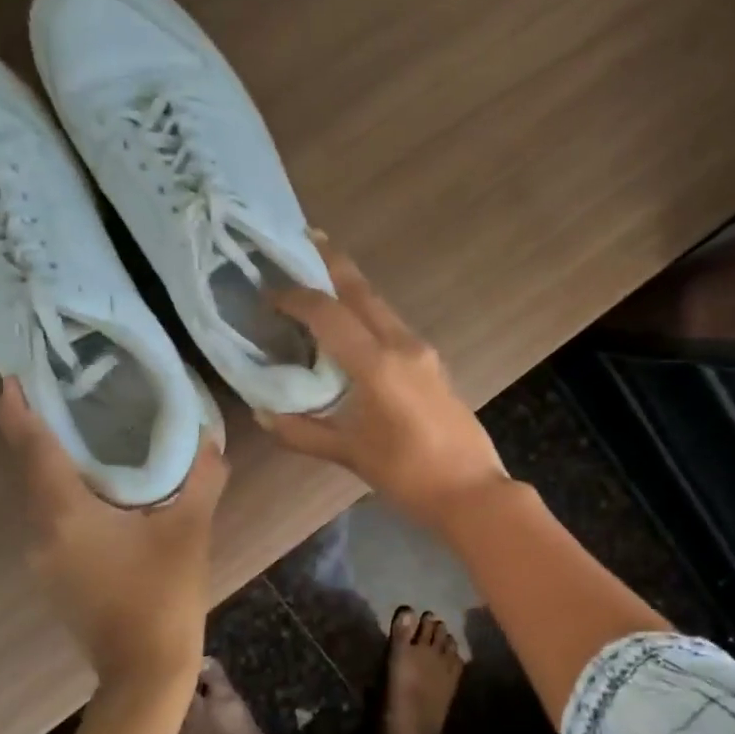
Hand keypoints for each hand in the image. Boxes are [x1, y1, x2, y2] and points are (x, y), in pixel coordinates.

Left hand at [0, 381, 226, 691]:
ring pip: (44, 500)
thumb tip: (212, 439)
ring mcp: (44, 561)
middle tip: (68, 398)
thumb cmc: (164, 593)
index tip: (12, 378)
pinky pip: (55, 523)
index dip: (19, 412)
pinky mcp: (56, 578)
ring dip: (58, 468)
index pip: (34, 450)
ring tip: (89, 438)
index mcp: (66, 514)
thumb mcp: (190, 529)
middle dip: (42, 434)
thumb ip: (202, 479)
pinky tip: (103, 494)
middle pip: (33, 472)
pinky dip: (69, 498)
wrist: (145, 668)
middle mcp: (42, 533)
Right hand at [259, 237, 506, 527]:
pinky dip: (369, 316)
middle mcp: (404, 345)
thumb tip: (262, 413)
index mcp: (378, 364)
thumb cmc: (408, 476)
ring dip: (352, 290)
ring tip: (321, 281)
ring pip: (382, 307)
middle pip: (363, 292)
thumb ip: (303, 432)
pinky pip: (395, 327)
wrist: (472, 493)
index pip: (329, 314)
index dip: (295, 297)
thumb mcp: (350, 455)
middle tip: (303, 240)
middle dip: (332, 264)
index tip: (268, 292)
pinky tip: (354, 329)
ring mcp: (425, 353)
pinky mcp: (435, 365)